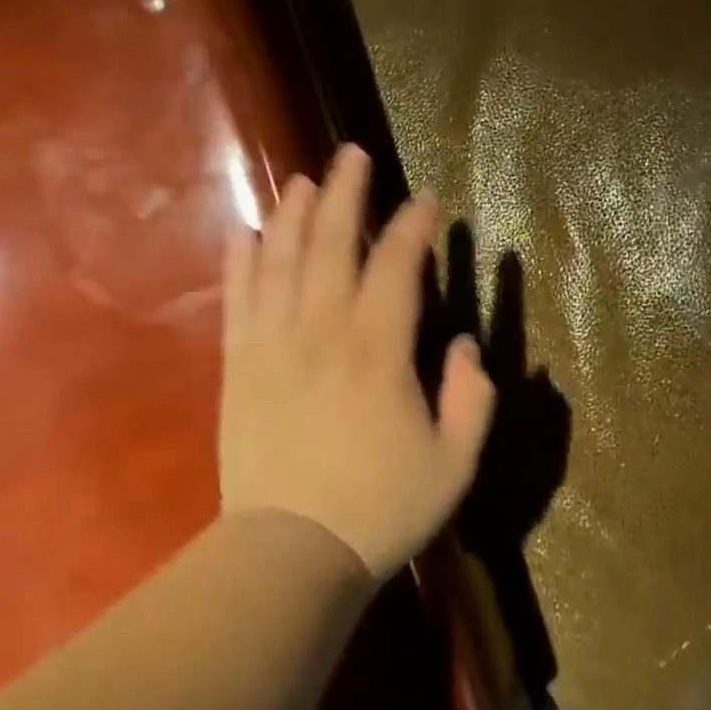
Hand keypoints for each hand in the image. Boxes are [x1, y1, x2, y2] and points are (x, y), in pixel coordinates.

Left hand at [220, 145, 496, 580]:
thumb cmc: (380, 508)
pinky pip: (238, 302)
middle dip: (345, 195)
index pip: (397, 268)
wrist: (289, 554)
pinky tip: (246, 234)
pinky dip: (242, 264)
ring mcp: (273, 346)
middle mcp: (322, 333)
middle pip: (332, 246)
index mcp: (378, 352)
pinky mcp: (239, 368)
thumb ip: (471, 398)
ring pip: (281, 262)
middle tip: (352, 155)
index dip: (413, 228)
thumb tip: (463, 344)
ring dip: (293, 216)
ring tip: (303, 181)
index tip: (425, 200)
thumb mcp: (454, 463)